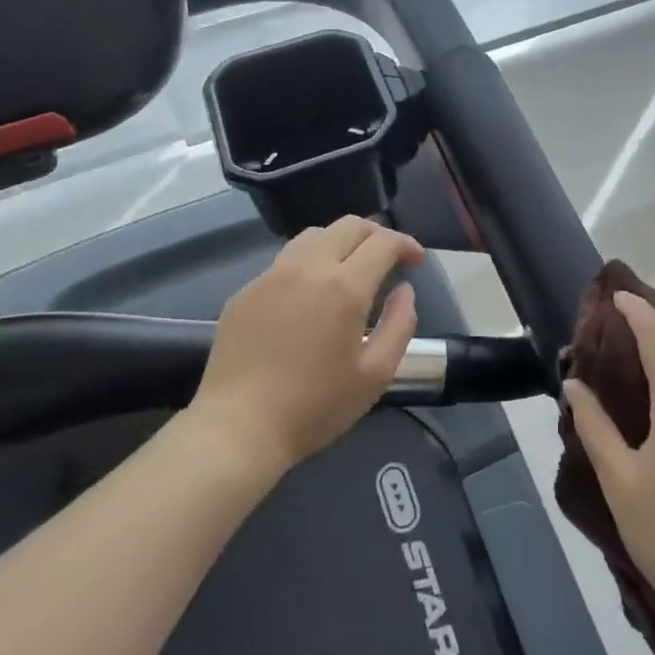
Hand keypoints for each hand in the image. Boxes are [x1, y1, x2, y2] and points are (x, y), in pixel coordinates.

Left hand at [187, 216, 425, 470]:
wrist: (238, 428)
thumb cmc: (315, 406)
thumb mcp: (376, 374)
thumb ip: (400, 324)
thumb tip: (404, 291)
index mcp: (345, 287)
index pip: (383, 242)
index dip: (406, 244)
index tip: (416, 261)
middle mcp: (308, 268)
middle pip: (349, 225)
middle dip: (377, 234)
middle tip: (389, 258)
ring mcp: (272, 276)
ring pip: (314, 235)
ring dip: (341, 242)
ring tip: (350, 269)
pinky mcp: (246, 291)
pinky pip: (285, 261)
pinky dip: (309, 264)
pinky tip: (310, 295)